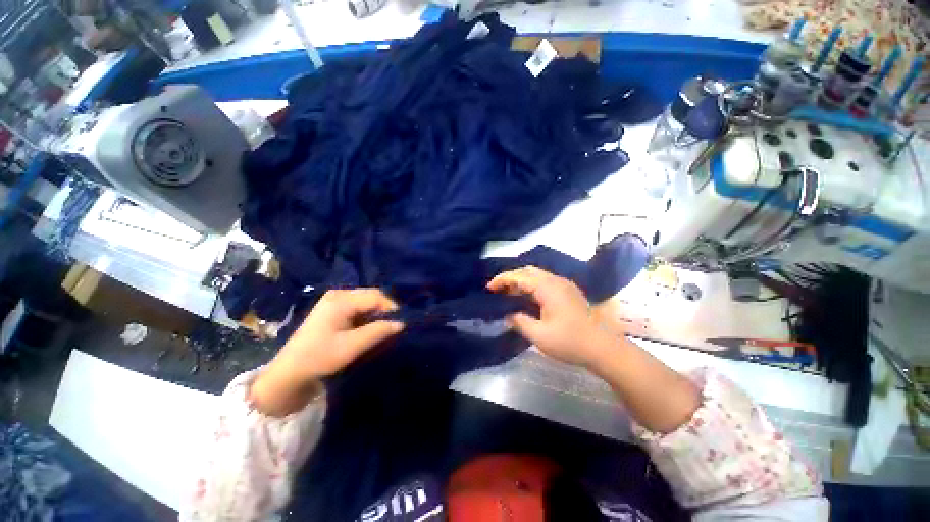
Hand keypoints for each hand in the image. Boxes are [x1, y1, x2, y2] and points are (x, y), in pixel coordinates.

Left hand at [251, 289, 403, 415]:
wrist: (288, 374)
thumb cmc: (319, 358)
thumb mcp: (352, 346)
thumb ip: (379, 331)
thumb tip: (402, 323)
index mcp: (341, 299)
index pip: (376, 296)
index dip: (392, 308)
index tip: (402, 323)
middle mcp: (339, 294)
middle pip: (372, 296)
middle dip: (385, 310)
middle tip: (395, 326)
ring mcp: (335, 302)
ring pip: (366, 303)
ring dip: (377, 314)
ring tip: (385, 329)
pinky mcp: (334, 311)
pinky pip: (358, 308)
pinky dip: (368, 317)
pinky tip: (371, 329)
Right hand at [487, 266, 612, 367]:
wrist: (603, 348)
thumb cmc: (570, 342)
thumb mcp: (539, 335)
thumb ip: (520, 322)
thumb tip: (508, 315)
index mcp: (548, 288)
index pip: (519, 276)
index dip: (502, 279)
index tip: (489, 288)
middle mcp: (556, 281)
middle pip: (528, 271)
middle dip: (511, 277)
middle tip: (498, 290)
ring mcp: (564, 285)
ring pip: (537, 275)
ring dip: (521, 281)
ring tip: (509, 294)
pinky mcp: (569, 292)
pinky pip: (545, 281)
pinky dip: (531, 285)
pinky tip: (527, 297)